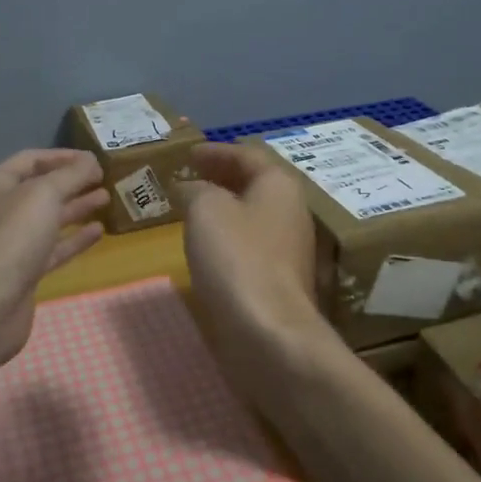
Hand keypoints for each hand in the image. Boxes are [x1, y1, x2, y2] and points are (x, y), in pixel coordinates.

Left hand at [0, 149, 108, 367]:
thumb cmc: (11, 237)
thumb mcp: (44, 194)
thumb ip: (71, 174)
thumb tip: (92, 161)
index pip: (31, 160)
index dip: (63, 156)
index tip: (95, 159)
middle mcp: (0, 210)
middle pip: (40, 190)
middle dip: (72, 182)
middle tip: (106, 178)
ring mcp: (10, 243)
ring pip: (48, 219)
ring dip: (76, 208)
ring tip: (107, 199)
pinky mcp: (23, 272)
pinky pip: (52, 248)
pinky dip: (74, 239)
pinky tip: (98, 231)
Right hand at [177, 144, 339, 383]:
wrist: (267, 331)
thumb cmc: (236, 257)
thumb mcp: (205, 209)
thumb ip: (195, 189)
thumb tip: (190, 189)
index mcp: (279, 185)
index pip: (247, 154)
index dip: (216, 151)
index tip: (189, 153)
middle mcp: (291, 211)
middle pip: (254, 184)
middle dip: (221, 177)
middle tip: (190, 176)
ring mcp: (289, 248)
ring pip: (252, 215)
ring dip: (224, 207)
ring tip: (192, 208)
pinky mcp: (279, 279)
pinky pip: (250, 243)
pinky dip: (228, 235)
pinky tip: (207, 245)